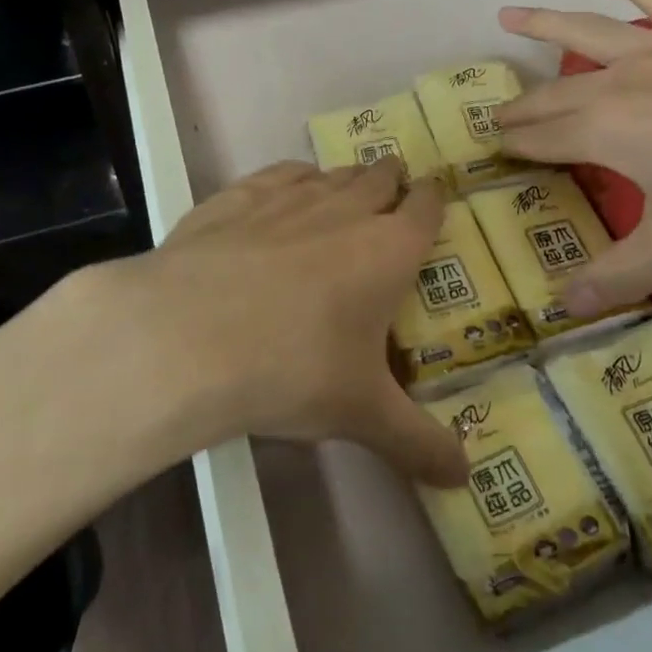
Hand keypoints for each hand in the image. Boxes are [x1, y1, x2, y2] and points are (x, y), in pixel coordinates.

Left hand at [64, 158, 467, 486]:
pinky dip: (293, 178)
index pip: (425, 207)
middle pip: (379, 177)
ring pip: (331, 174)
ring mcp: (288, 198)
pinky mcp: (237, 198)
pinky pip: (278, 174)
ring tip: (347, 189)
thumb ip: (418, 442)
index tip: (434, 197)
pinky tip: (287, 189)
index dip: (432, 200)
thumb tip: (463, 477)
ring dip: (345, 179)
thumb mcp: (363, 415)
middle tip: (393, 189)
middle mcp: (344, 210)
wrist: (187, 337)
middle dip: (391, 180)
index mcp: (387, 250)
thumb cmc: (293, 370)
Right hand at [496, 0, 651, 314]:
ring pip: (588, 31)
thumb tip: (561, 306)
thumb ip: (617, 275)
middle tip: (496, 113)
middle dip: (522, 105)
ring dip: (544, 24)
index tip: (490, 148)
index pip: (543, 139)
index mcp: (607, 131)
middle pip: (556, 92)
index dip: (514, 146)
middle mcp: (622, 80)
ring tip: (507, 15)